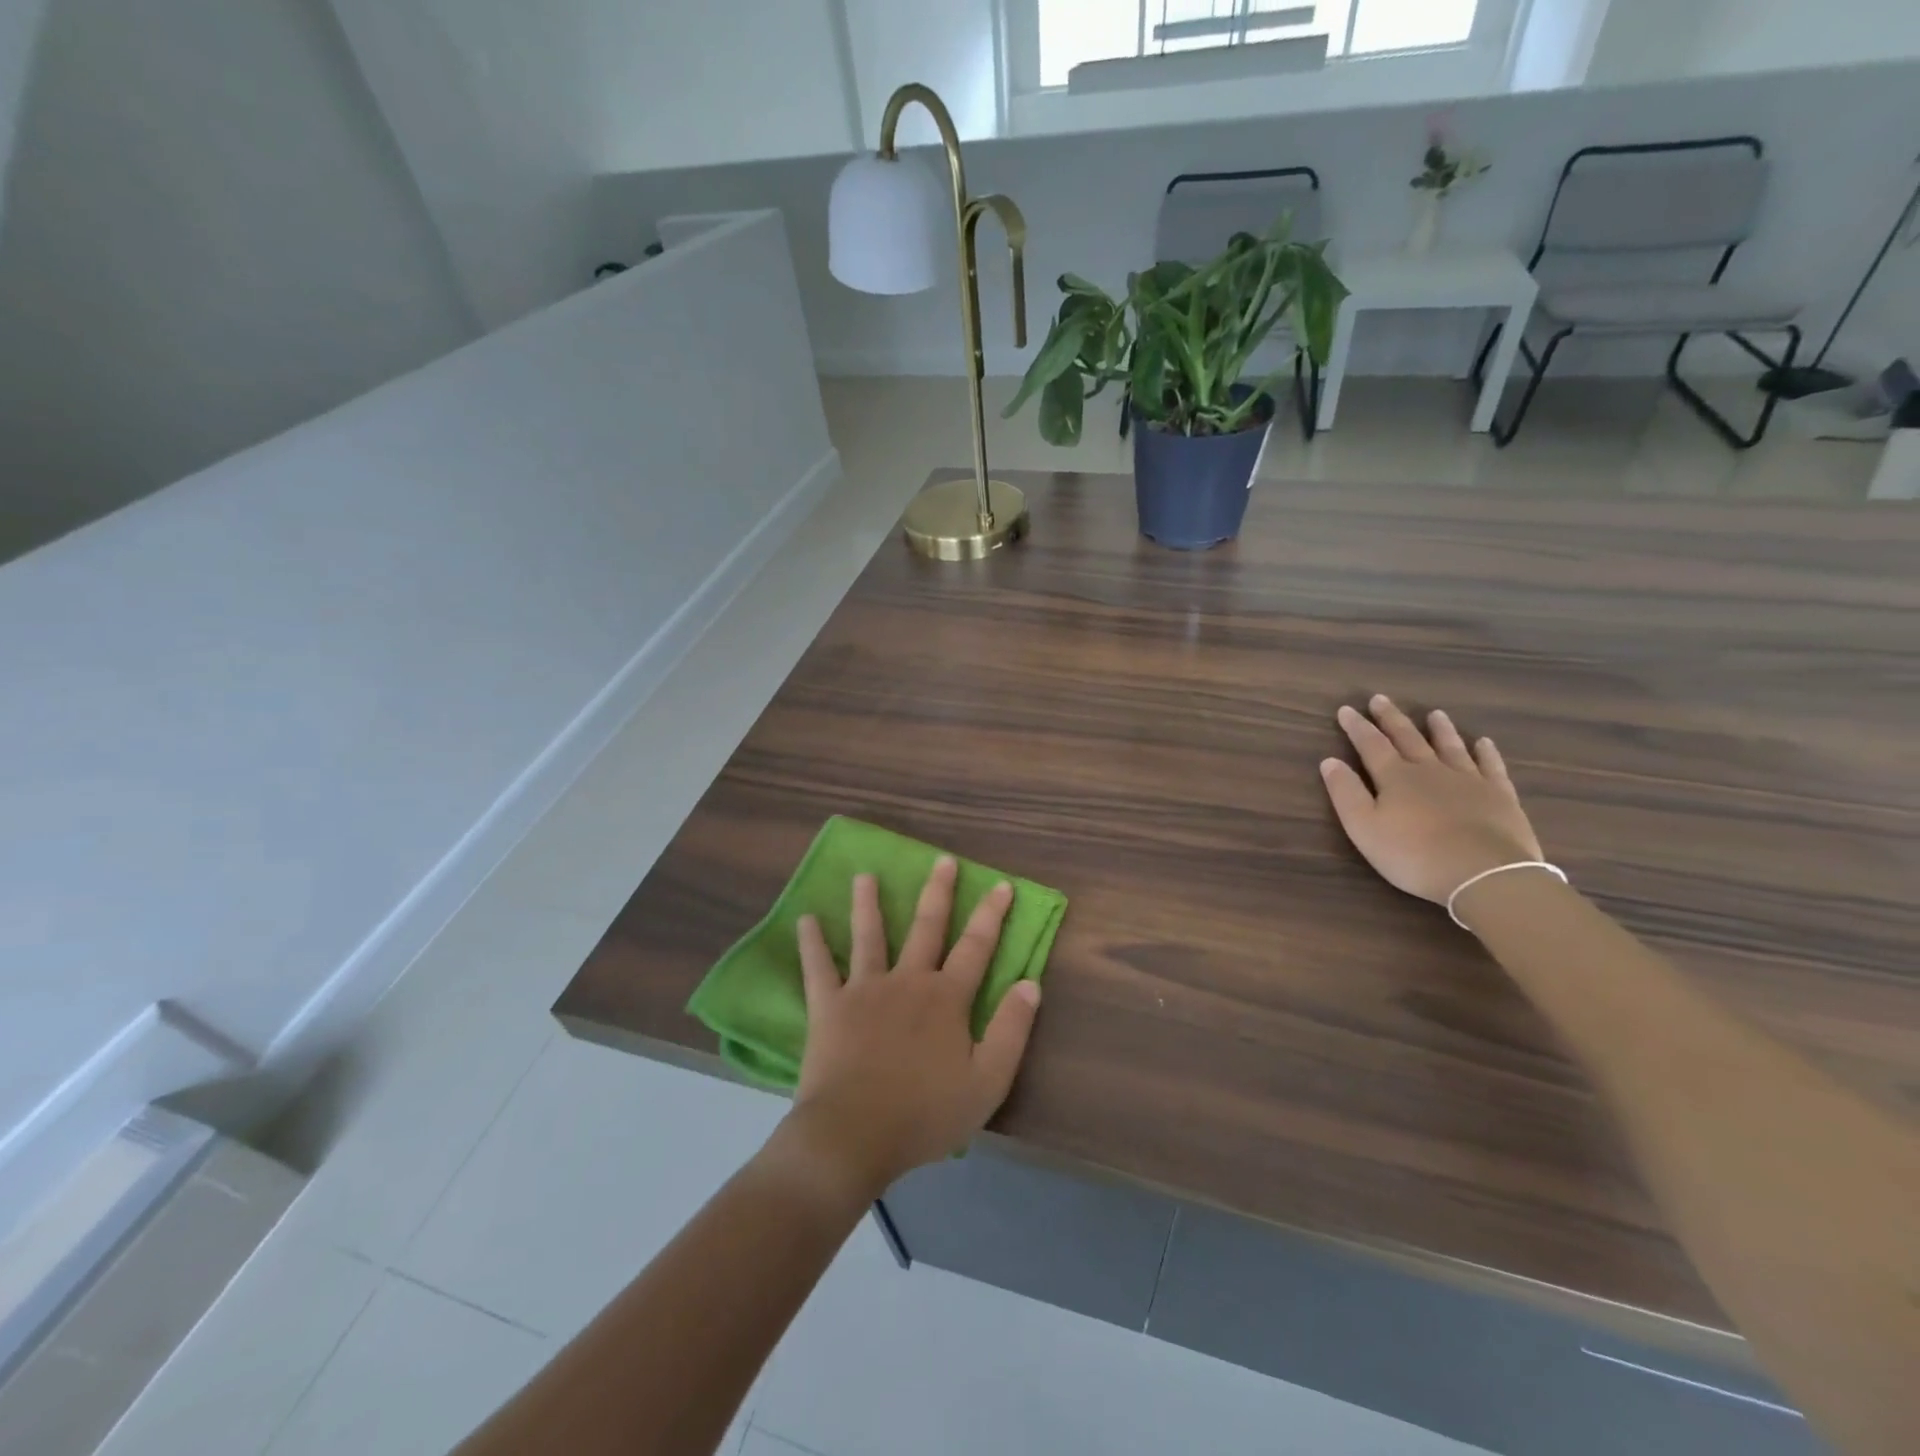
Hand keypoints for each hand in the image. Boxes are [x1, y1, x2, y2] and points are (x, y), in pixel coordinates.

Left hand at [783, 858, 1040, 1201]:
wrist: (855, 1135)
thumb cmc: (925, 1113)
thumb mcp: (987, 1082)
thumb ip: (1011, 1030)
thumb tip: (1031, 984)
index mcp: (946, 998)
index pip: (976, 947)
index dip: (991, 915)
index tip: (1001, 885)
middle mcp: (907, 981)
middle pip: (926, 928)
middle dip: (938, 892)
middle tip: (942, 860)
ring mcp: (864, 989)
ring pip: (870, 936)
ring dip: (869, 903)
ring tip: (865, 875)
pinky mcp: (828, 1006)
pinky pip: (818, 968)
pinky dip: (812, 943)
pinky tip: (805, 919)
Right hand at [1320, 694, 1543, 905]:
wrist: (1484, 875)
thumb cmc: (1414, 854)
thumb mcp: (1364, 828)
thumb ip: (1345, 793)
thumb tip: (1329, 761)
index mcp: (1396, 777)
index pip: (1371, 745)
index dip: (1357, 727)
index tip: (1346, 710)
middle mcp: (1430, 770)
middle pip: (1408, 738)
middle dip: (1391, 719)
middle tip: (1381, 699)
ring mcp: (1468, 781)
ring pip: (1450, 747)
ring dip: (1439, 730)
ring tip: (1434, 713)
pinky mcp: (1499, 796)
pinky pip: (1491, 767)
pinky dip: (1485, 753)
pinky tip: (1483, 743)